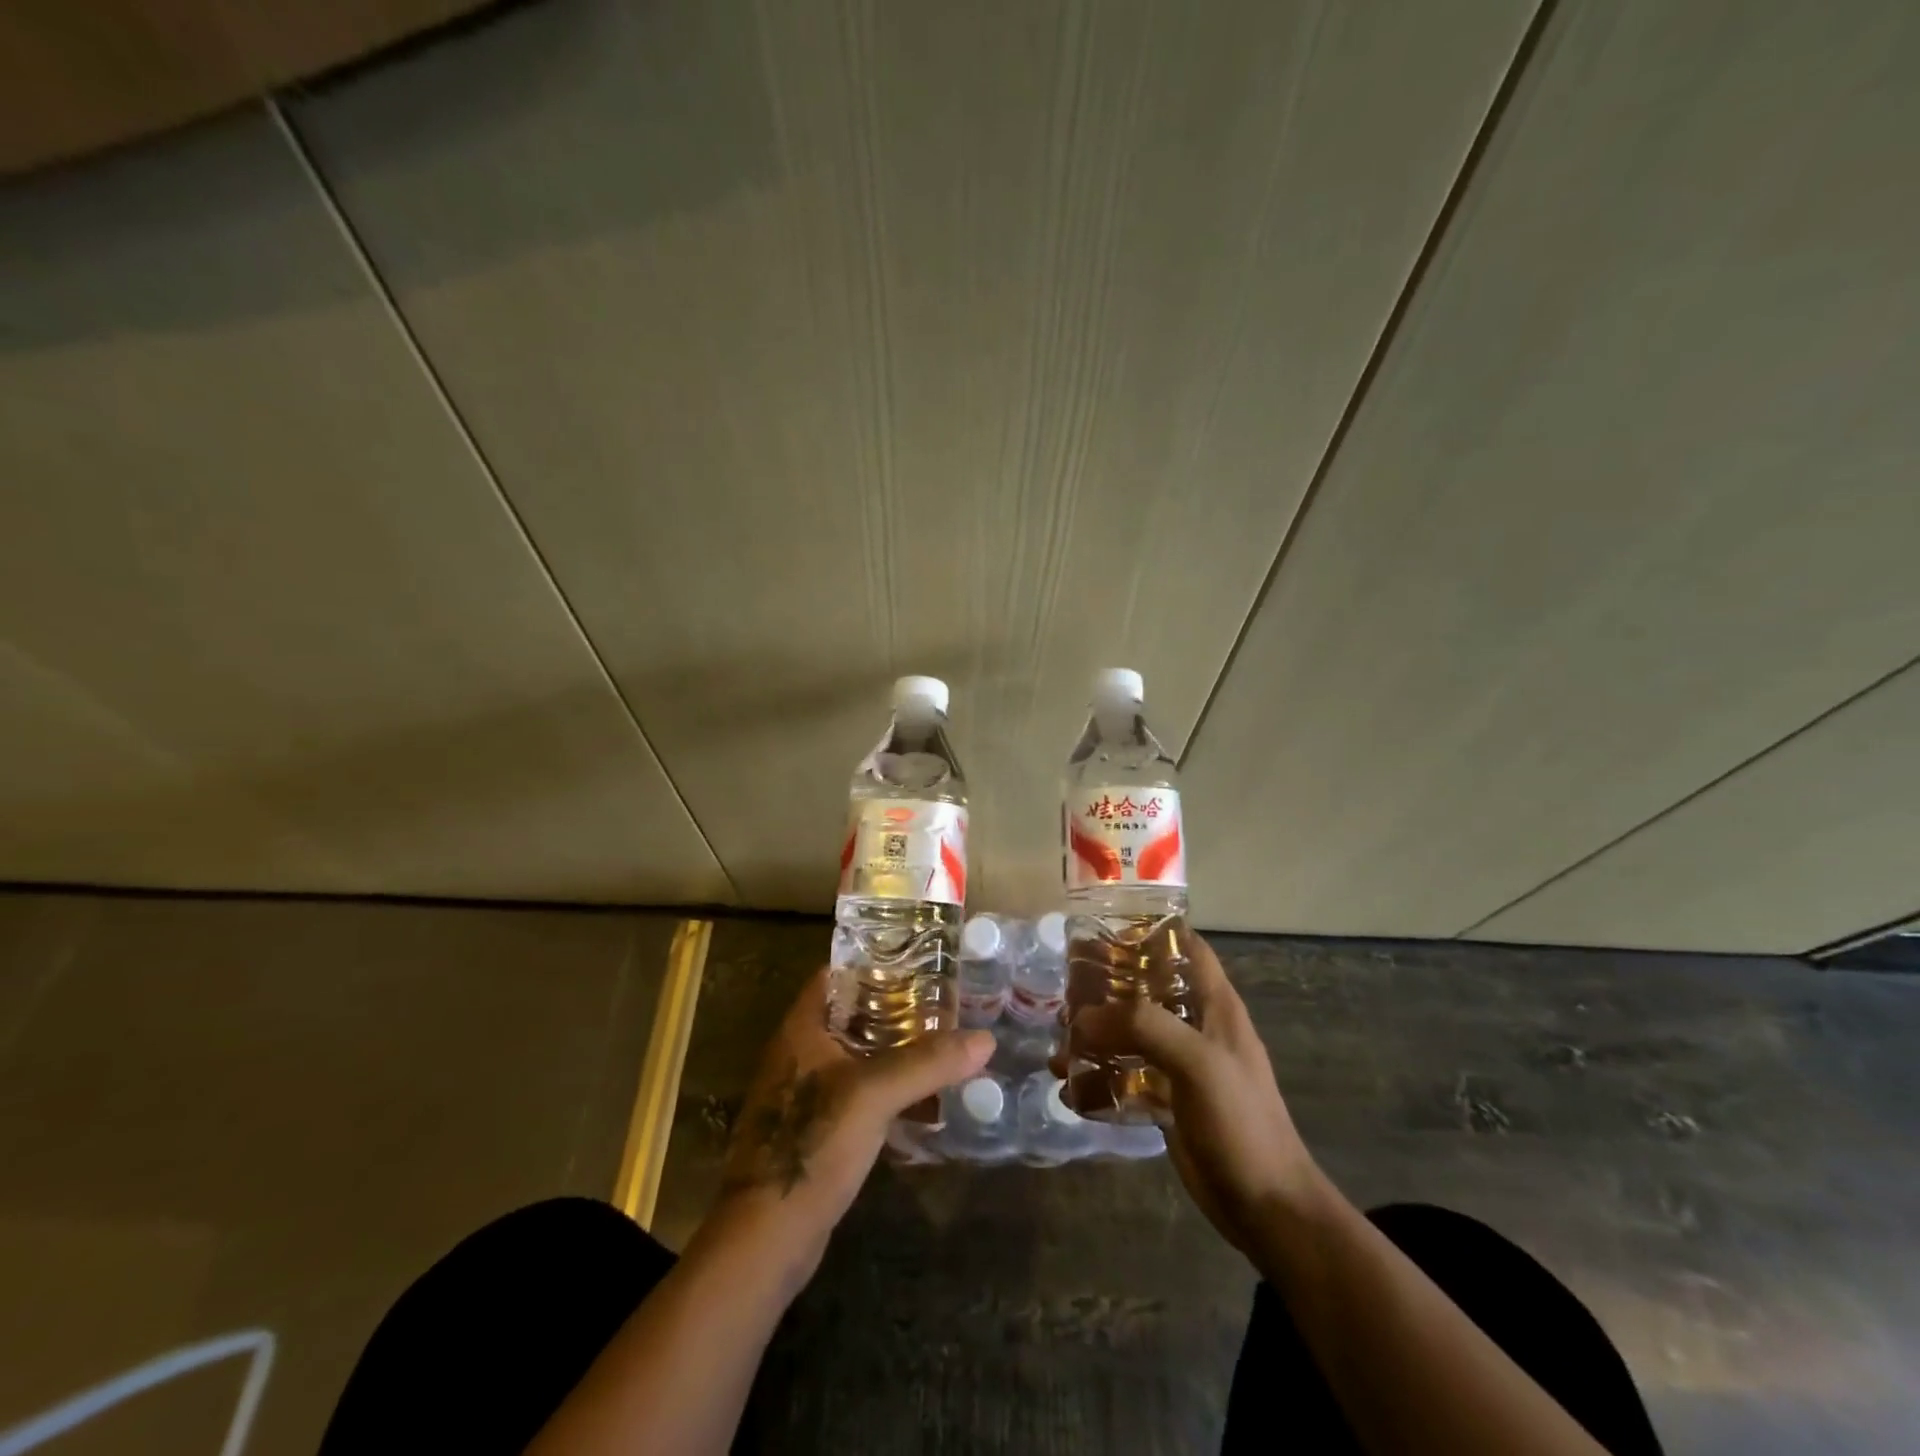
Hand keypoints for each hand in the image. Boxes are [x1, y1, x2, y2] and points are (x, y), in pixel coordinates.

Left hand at [719, 968, 992, 1265]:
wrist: (767, 1237)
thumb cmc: (812, 1144)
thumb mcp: (874, 1095)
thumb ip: (928, 1063)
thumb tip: (986, 1038)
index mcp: (802, 1029)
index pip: (835, 976)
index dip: (873, 964)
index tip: (919, 962)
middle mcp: (801, 1054)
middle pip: (853, 1016)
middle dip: (897, 1010)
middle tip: (946, 1004)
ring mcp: (808, 1095)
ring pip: (859, 1058)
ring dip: (897, 1053)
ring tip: (946, 1045)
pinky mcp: (819, 1131)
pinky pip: (861, 1096)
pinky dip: (891, 1091)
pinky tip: (927, 1099)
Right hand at [1057, 932, 1317, 1255]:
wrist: (1264, 1206)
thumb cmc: (1240, 1121)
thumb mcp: (1197, 1061)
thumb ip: (1143, 1026)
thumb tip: (1083, 1018)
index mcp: (1215, 1004)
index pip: (1185, 946)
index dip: (1150, 930)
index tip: (1103, 927)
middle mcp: (1196, 1024)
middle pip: (1147, 986)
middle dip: (1107, 983)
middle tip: (1066, 985)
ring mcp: (1180, 1063)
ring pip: (1131, 1030)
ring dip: (1096, 1030)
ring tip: (1059, 1036)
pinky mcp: (1166, 1097)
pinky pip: (1125, 1071)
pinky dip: (1097, 1069)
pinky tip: (1067, 1078)